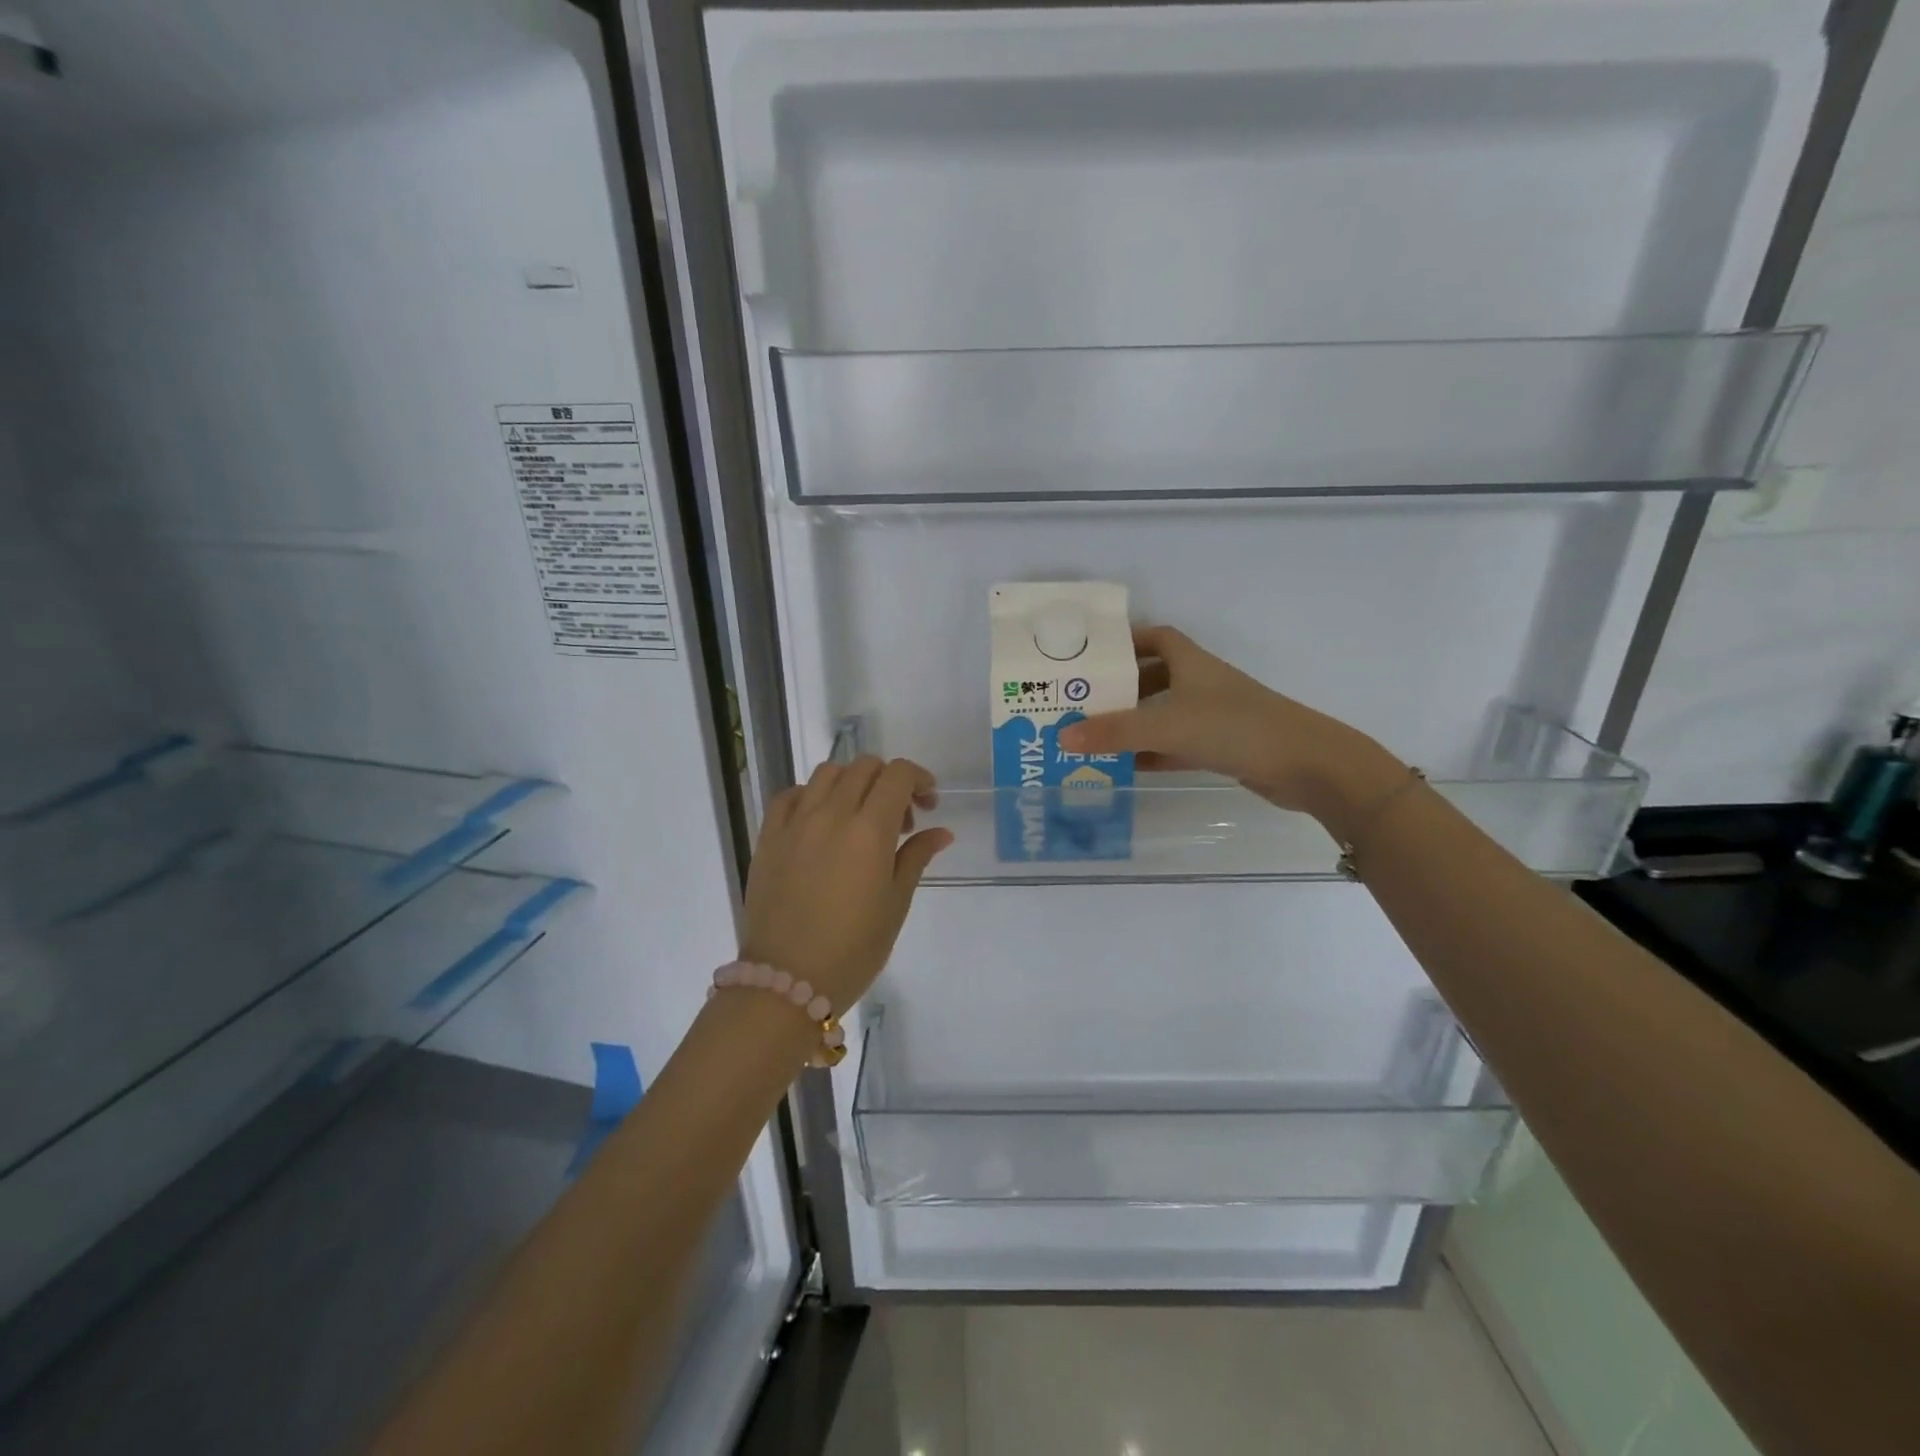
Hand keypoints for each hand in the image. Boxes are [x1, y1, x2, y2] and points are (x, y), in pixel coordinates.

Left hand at [739, 756, 951, 1011]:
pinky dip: (812, 795)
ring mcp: (795, 822)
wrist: (787, 980)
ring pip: (828, 773)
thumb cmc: (853, 948)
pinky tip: (820, 820)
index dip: (919, 779)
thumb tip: (941, 831)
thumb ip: (916, 857)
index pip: (898, 775)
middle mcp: (831, 813)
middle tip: (899, 819)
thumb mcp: (895, 903)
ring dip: (852, 782)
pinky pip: (790, 795)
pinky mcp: (768, 836)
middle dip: (890, 781)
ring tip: (860, 816)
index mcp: (869, 830)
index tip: (928, 805)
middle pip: (865, 767)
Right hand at [1058, 625, 1402, 828]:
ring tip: (1093, 734)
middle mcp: (1202, 684)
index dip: (1127, 642)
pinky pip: (1176, 745)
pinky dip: (1152, 752)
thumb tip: (1061, 736)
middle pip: (1154, 678)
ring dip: (1134, 723)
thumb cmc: (1235, 727)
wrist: (1305, 764)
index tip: (1095, 656)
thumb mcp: (1167, 725)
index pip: (1157, 638)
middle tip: (1081, 701)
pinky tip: (1125, 766)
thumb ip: (1114, 732)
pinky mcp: (1221, 747)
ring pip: (1164, 714)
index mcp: (1192, 663)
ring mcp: (1213, 717)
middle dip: (1121, 688)